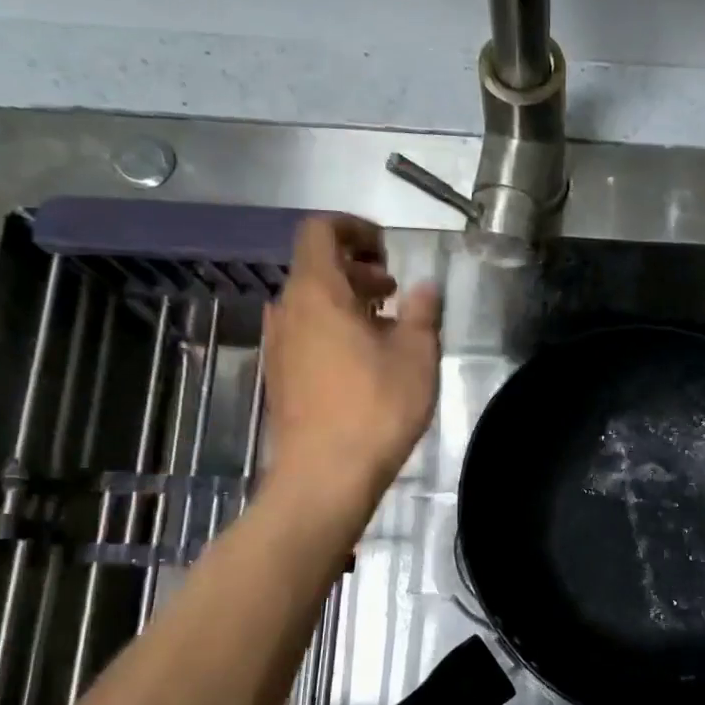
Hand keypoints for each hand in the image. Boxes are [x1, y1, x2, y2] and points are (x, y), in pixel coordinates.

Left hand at [263, 214, 440, 498]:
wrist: (324, 476)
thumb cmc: (375, 408)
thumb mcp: (416, 356)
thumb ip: (423, 313)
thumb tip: (425, 287)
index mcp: (317, 292)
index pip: (320, 231)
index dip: (354, 228)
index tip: (387, 249)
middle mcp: (287, 310)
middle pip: (316, 268)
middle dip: (357, 269)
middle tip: (395, 290)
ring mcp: (278, 345)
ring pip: (311, 304)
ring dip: (347, 302)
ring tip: (387, 327)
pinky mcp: (280, 376)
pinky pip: (306, 334)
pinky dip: (333, 330)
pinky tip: (364, 362)